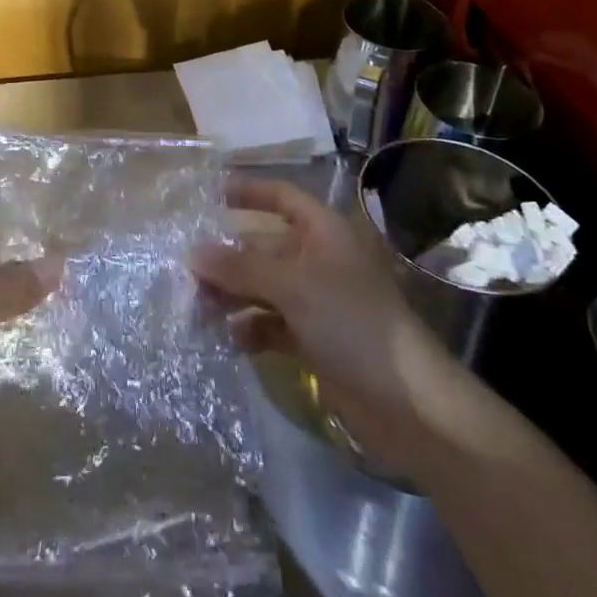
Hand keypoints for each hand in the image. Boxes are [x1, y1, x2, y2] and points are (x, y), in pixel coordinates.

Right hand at [190, 176, 476, 477]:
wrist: (410, 405)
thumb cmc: (353, 323)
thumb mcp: (292, 286)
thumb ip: (240, 268)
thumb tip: (192, 253)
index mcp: (324, 234)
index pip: (282, 197)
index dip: (250, 192)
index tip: (211, 194)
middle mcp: (319, 262)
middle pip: (264, 247)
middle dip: (228, 257)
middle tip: (187, 272)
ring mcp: (318, 303)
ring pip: (263, 287)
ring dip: (232, 295)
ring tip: (197, 309)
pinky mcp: (315, 341)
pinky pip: (271, 324)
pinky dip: (250, 328)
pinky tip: (229, 339)